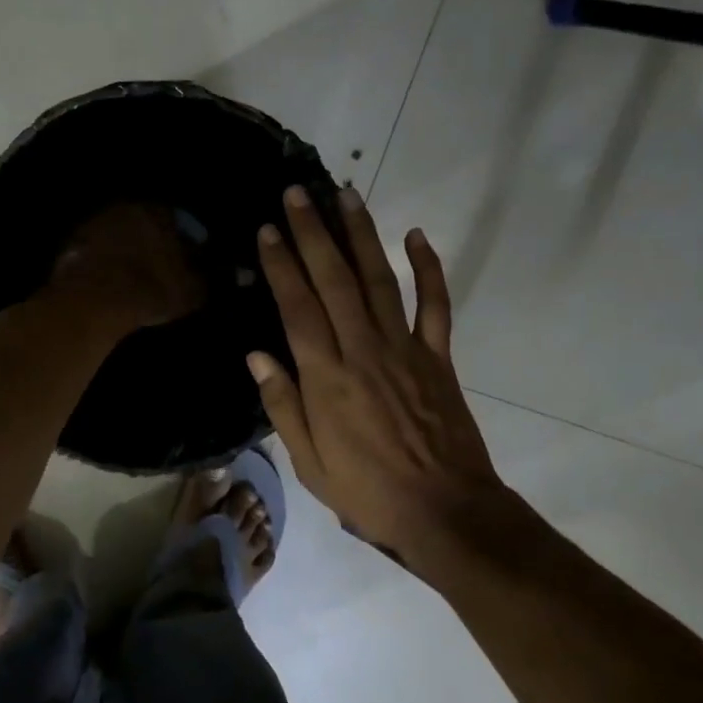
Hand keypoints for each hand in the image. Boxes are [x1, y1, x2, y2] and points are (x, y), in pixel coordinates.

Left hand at [51, 202, 204, 333]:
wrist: (95, 301)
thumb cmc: (151, 290)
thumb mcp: (190, 292)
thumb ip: (198, 279)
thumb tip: (198, 277)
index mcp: (157, 213)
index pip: (178, 219)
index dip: (188, 236)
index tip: (193, 252)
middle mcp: (124, 210)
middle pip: (144, 223)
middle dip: (155, 240)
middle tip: (163, 262)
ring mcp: (93, 225)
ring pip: (118, 235)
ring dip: (127, 250)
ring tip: (136, 274)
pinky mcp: (70, 246)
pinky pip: (97, 253)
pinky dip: (106, 264)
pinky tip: (111, 282)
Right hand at [251, 185, 506, 567]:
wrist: (445, 511)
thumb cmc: (368, 493)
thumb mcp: (310, 463)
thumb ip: (283, 406)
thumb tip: (257, 354)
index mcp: (326, 378)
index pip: (297, 308)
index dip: (282, 265)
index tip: (268, 229)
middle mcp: (363, 351)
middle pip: (334, 280)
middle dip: (314, 232)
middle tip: (297, 191)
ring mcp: (405, 349)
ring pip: (379, 280)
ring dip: (362, 235)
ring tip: (345, 195)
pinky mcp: (438, 356)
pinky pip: (435, 304)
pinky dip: (428, 268)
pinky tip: (417, 236)